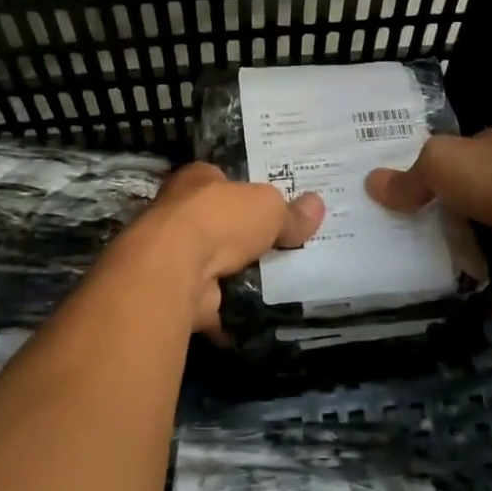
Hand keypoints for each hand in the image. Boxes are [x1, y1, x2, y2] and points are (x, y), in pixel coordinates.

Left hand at [130, 163, 323, 330]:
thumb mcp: (269, 207)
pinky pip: (211, 298)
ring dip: (238, 272)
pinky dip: (229, 307)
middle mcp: (179, 212)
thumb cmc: (220, 220)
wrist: (176, 270)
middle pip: (219, 221)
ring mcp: (174, 254)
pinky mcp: (177, 290)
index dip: (247, 190)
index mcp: (196, 179)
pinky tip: (258, 311)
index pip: (223, 179)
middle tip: (283, 246)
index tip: (273, 206)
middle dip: (245, 235)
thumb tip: (316, 206)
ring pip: (214, 261)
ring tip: (279, 282)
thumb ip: (290, 212)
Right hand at [365, 129, 491, 302]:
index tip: (395, 194)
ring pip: (478, 243)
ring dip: (455, 259)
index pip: (454, 158)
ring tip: (409, 277)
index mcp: (490, 152)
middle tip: (392, 240)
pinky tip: (444, 304)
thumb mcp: (441, 163)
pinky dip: (478, 293)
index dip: (427, 172)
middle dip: (436, 220)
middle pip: (462, 204)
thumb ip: (409, 178)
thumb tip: (372, 184)